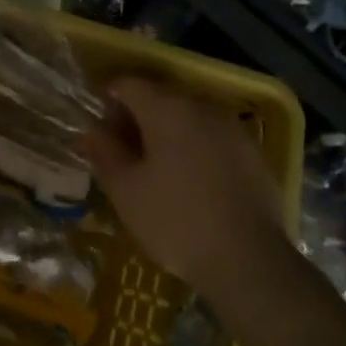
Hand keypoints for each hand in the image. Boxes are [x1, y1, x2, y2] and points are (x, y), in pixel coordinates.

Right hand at [82, 78, 290, 298]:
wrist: (249, 261)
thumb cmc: (176, 221)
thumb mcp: (126, 191)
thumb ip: (104, 153)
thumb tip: (92, 132)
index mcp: (167, 108)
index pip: (128, 84)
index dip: (108, 102)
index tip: (100, 132)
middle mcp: (203, 106)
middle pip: (160, 97)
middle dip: (137, 118)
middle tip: (123, 155)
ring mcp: (233, 127)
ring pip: (189, 116)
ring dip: (167, 132)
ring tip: (156, 170)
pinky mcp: (253, 151)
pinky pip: (213, 136)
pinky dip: (195, 147)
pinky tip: (191, 182)